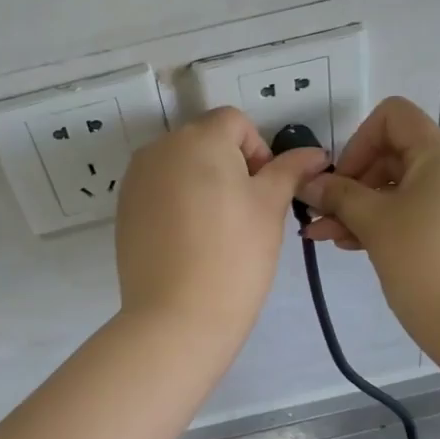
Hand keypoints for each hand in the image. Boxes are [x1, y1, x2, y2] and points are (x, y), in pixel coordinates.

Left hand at [115, 107, 327, 343]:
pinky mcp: (124, 209)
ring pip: (180, 166)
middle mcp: (160, 148)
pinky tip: (189, 241)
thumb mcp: (270, 207)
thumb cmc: (235, 254)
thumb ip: (290, 171)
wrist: (177, 316)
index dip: (258, 150)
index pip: (235, 122)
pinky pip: (159, 190)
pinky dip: (177, 203)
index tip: (264, 191)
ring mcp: (136, 179)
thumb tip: (315, 153)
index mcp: (199, 138)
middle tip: (245, 214)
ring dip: (202, 183)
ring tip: (216, 230)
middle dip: (229, 166)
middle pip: (205, 141)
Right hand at [299, 97, 439, 357]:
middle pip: (397, 153)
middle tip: (323, 216)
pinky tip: (358, 246)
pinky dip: (391, 221)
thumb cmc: (422, 263)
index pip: (394, 116)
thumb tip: (309, 182)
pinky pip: (424, 211)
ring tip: (328, 238)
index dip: (358, 142)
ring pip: (407, 188)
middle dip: (354, 183)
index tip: (341, 182)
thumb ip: (337, 195)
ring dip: (365, 207)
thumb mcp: (373, 223)